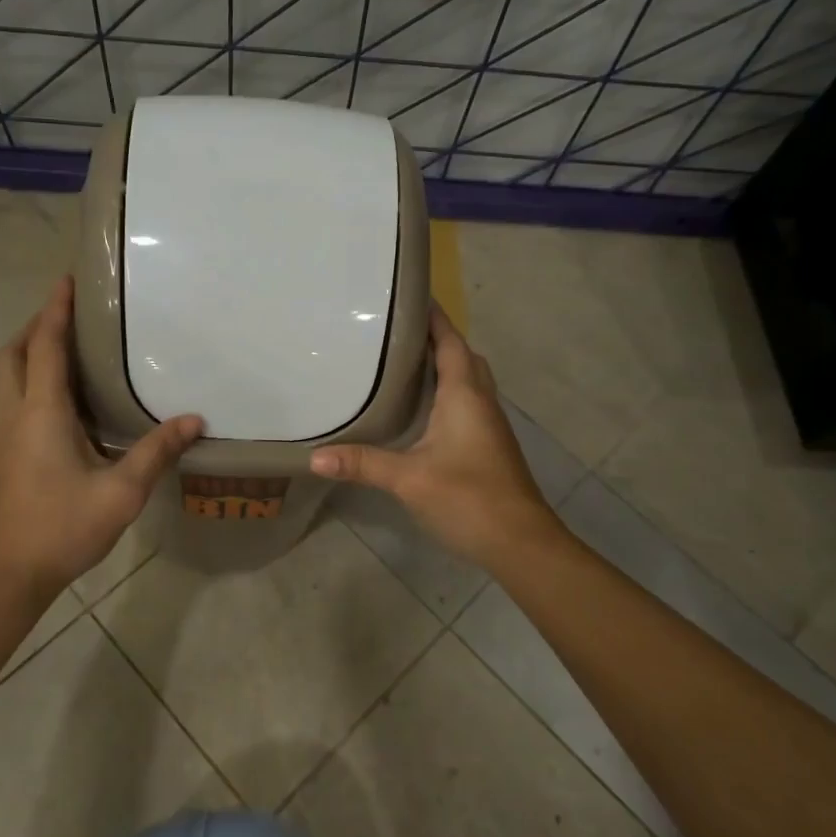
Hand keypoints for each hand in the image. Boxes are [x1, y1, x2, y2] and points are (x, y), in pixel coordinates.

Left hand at [0, 276, 201, 601]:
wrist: (9, 575)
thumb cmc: (63, 528)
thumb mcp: (121, 492)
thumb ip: (156, 451)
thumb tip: (194, 420)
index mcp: (41, 413)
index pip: (46, 346)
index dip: (55, 310)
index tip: (67, 279)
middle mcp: (16, 414)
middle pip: (14, 354)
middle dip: (37, 325)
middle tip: (70, 313)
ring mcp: (5, 435)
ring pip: (10, 376)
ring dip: (33, 351)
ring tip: (72, 347)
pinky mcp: (5, 454)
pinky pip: (16, 399)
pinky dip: (33, 379)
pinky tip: (66, 399)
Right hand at [311, 306, 563, 571]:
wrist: (521, 542)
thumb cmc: (468, 498)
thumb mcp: (408, 479)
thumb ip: (362, 463)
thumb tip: (314, 457)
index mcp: (465, 394)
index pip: (450, 341)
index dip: (433, 316)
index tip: (407, 294)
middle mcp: (481, 401)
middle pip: (462, 355)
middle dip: (436, 338)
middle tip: (396, 331)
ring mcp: (489, 424)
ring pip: (468, 379)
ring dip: (444, 364)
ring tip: (404, 362)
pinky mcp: (488, 444)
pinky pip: (468, 402)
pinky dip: (447, 391)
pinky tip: (422, 408)